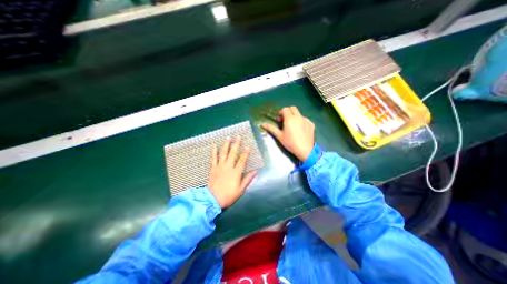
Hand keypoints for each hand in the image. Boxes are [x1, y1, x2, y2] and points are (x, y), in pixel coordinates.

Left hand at [208, 135, 258, 208]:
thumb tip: (255, 171)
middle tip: (238, 137)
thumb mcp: (240, 189)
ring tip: (228, 137)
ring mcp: (220, 167)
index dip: (246, 153)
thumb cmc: (229, 195)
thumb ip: (247, 179)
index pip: (242, 160)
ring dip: (226, 145)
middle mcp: (228, 167)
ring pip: (224, 154)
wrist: (212, 199)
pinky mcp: (213, 168)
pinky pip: (213, 158)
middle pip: (233, 154)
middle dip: (236, 144)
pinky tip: (214, 145)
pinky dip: (214, 151)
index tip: (248, 146)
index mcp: (236, 172)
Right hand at [261, 106, 313, 161]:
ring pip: (299, 114)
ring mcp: (306, 120)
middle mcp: (298, 117)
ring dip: (294, 117)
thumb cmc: (290, 143)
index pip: (285, 109)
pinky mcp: (311, 124)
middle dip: (288, 112)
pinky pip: (305, 119)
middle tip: (285, 120)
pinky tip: (300, 130)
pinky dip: (301, 121)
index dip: (281, 113)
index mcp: (290, 118)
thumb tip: (263, 124)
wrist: (304, 150)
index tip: (280, 120)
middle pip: (293, 108)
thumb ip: (271, 128)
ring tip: (293, 126)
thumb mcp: (279, 136)